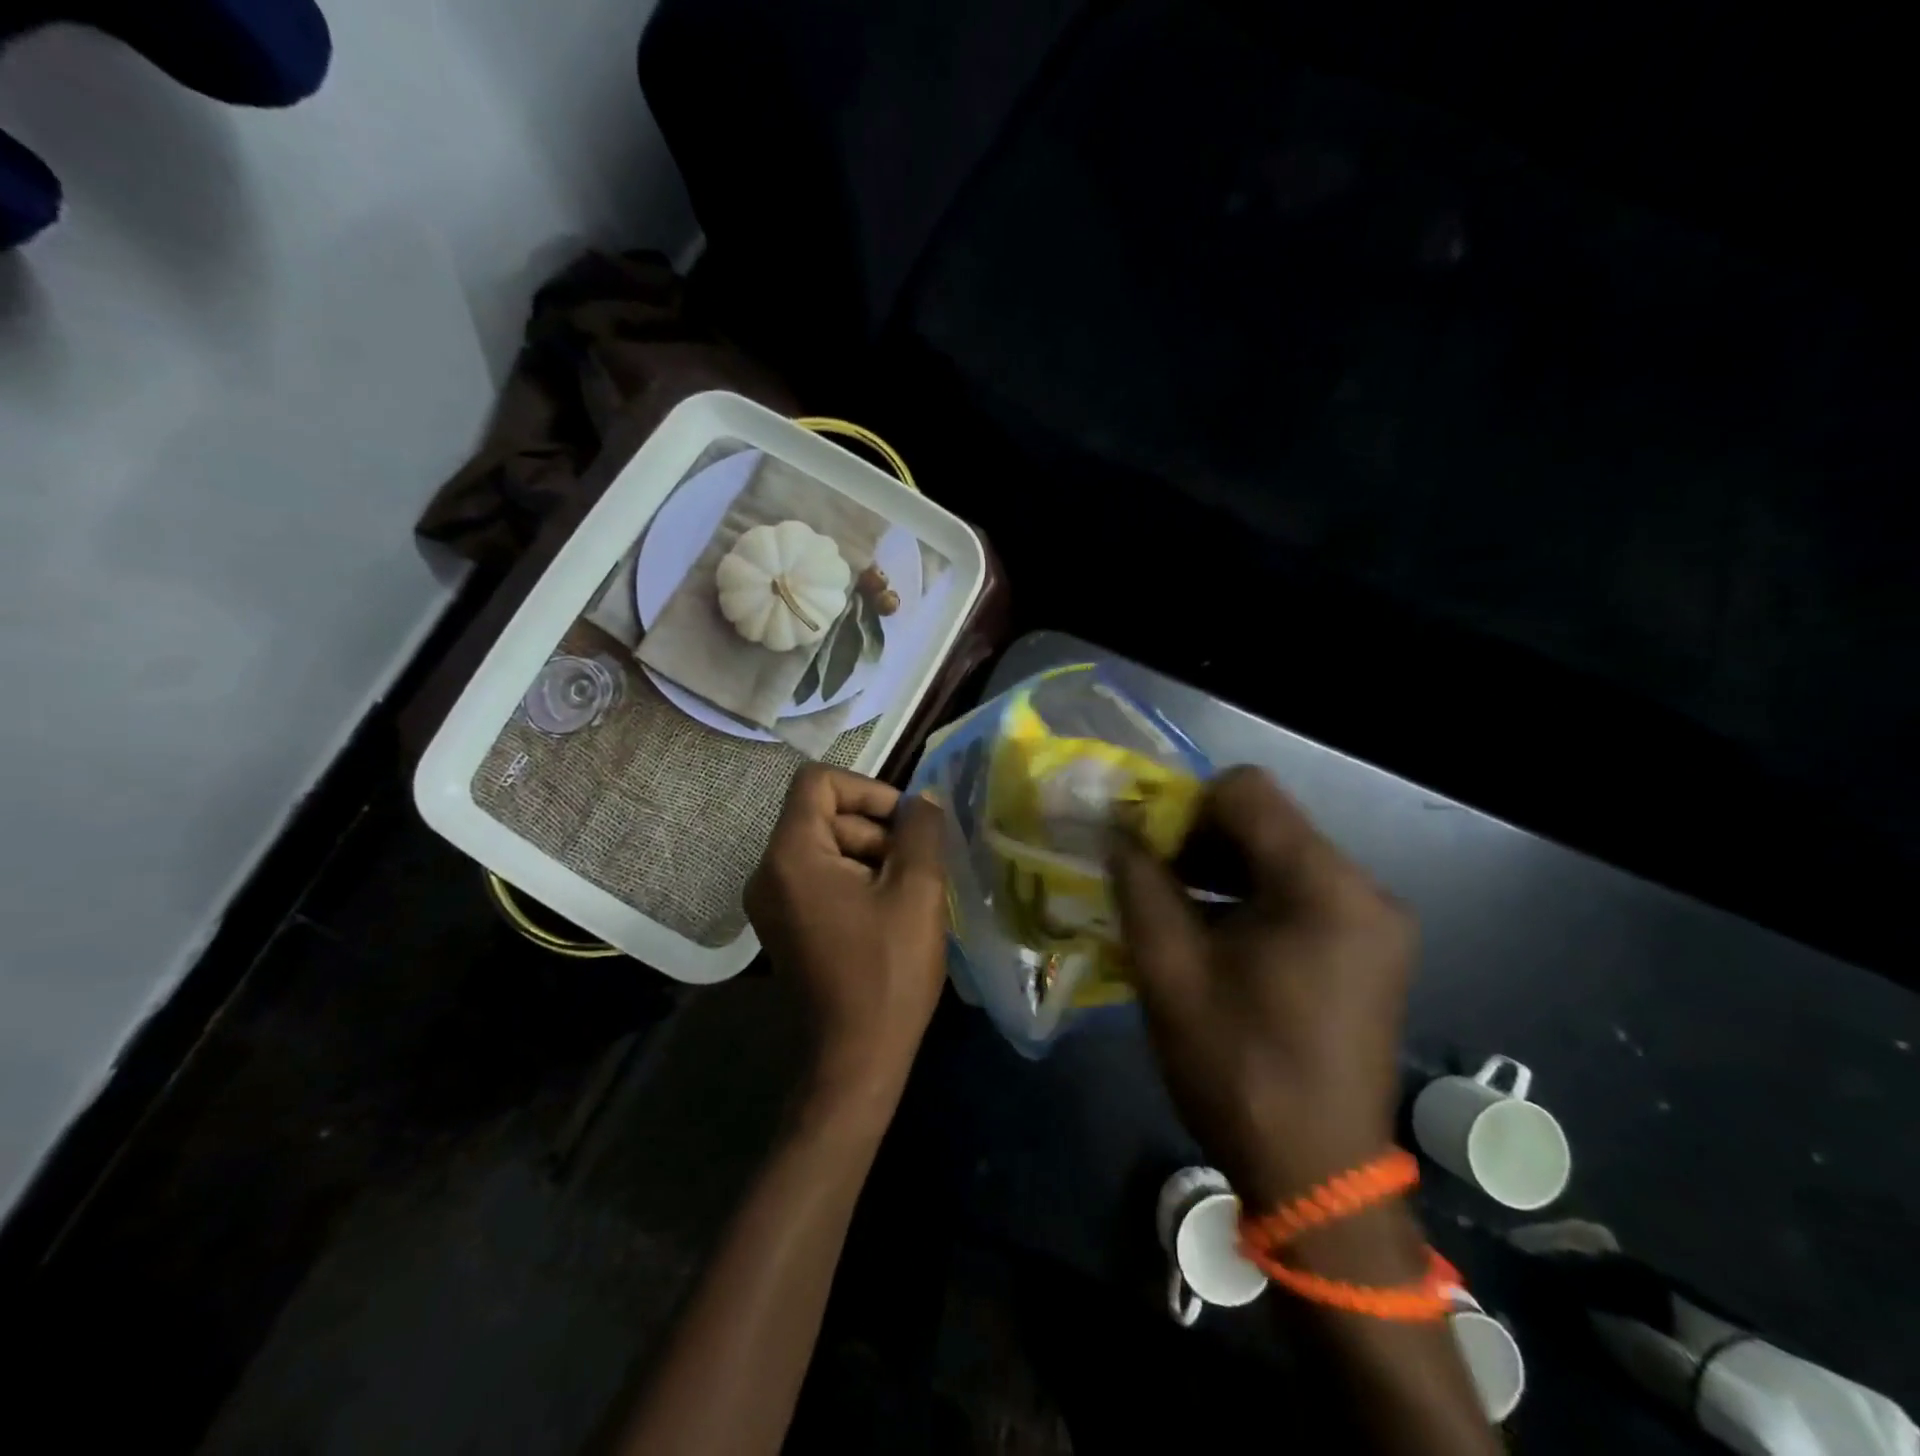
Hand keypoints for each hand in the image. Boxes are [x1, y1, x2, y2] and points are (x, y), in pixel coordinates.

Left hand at [746, 766, 949, 1107]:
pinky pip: (821, 877)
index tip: (906, 824)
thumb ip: (922, 831)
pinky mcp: (785, 923)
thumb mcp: (917, 892)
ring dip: (873, 858)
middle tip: (916, 870)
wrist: (854, 1060)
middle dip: (876, 831)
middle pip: (825, 815)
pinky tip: (890, 913)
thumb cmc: (887, 972)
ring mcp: (772, 901)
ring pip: (827, 846)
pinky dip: (857, 880)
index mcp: (790, 856)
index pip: (819, 781)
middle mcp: (768, 871)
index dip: (868, 790)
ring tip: (908, 896)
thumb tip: (925, 800)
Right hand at [1111, 766, 1414, 1210]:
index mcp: (1324, 887)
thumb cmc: (1238, 1070)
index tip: (1145, 848)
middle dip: (1199, 838)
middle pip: (1268, 821)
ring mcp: (1374, 921)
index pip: (1246, 791)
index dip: (1184, 805)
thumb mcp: (1169, 970)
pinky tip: (1215, 934)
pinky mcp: (1370, 949)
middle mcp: (1364, 889)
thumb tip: (1118, 830)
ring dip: (1222, 868)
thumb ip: (1140, 884)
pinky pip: (1301, 892)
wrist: (1317, 1178)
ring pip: (1282, 855)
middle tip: (1149, 877)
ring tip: (1174, 906)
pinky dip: (1251, 897)